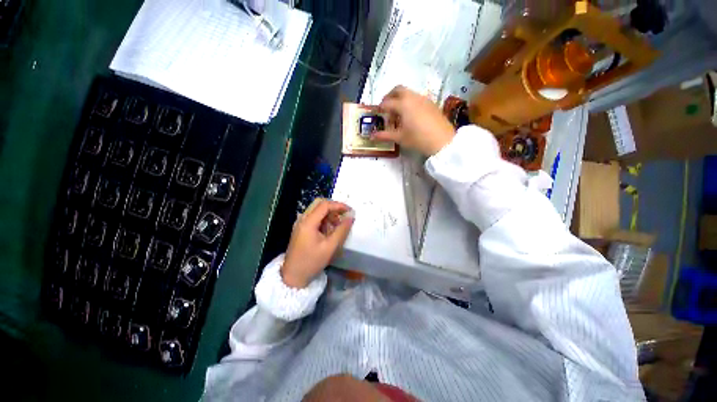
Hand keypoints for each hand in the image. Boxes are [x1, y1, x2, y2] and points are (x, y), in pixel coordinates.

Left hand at [282, 199, 354, 287]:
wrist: (293, 276)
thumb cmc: (312, 262)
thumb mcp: (330, 247)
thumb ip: (342, 230)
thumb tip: (351, 217)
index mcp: (308, 222)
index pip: (325, 205)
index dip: (339, 205)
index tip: (350, 211)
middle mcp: (302, 219)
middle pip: (319, 203)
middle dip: (334, 207)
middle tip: (344, 215)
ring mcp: (300, 223)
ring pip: (316, 210)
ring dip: (329, 213)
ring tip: (338, 225)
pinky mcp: (301, 228)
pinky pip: (314, 217)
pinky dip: (323, 219)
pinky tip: (329, 230)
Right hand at [373, 86, 455, 156]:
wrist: (442, 140)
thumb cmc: (418, 138)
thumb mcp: (399, 138)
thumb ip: (384, 135)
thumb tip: (371, 136)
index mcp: (403, 104)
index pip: (387, 103)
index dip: (380, 108)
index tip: (378, 115)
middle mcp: (412, 97)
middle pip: (397, 89)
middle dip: (389, 96)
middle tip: (386, 108)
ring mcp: (423, 98)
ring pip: (408, 93)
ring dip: (400, 99)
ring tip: (398, 115)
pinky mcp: (431, 103)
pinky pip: (416, 98)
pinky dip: (409, 102)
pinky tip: (411, 116)